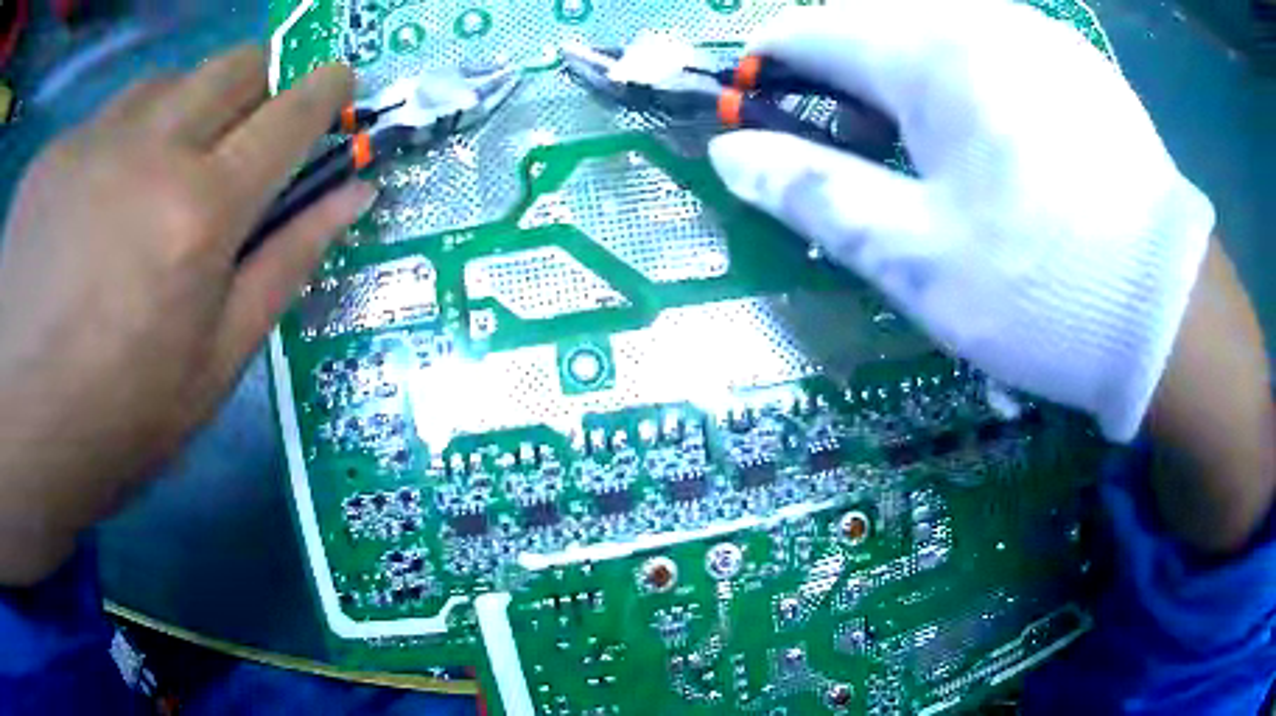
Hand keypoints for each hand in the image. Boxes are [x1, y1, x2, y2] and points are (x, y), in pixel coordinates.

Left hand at [0, 46, 374, 584]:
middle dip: (257, 85)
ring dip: (182, 111)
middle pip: (235, 66)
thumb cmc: (114, 424)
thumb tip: (353, 195)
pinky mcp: (52, 155)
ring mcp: (91, 142)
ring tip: (152, 179)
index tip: (338, 83)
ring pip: (167, 82)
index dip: (325, 92)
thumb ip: (283, 268)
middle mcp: (150, 150)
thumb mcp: (210, 371)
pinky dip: (118, 142)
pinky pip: (104, 119)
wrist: (16, 433)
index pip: (289, 116)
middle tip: (240, 139)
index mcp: (200, 214)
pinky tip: (89, 207)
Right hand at [708, 0, 1214, 442]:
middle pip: (873, 22)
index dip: (766, 68)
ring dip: (905, 74)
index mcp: (934, 51)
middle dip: (839, 73)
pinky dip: (965, 76)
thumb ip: (814, 192)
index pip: (810, 30)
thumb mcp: (916, 257)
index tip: (752, 112)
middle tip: (846, 145)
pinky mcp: (1079, 63)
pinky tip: (994, 138)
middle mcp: (983, 16)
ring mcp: (1040, 33)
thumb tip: (731, 155)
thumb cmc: (1041, 293)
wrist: (1170, 317)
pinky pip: (994, 45)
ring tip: (924, 148)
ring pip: (935, 29)